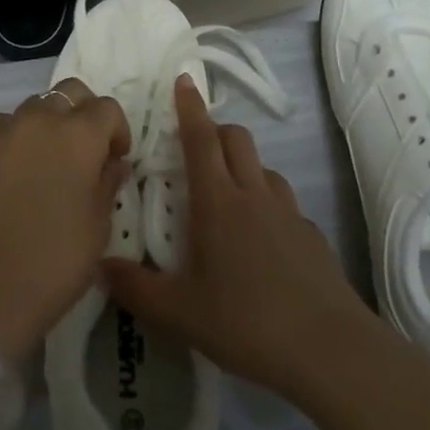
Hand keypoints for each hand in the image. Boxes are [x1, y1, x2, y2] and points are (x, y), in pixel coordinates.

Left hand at [0, 79, 129, 362]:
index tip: (116, 159)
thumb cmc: (57, 261)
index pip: (108, 109)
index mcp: (80, 136)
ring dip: (49, 121)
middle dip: (85, 113)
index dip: (118, 131)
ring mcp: (6, 131)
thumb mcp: (99, 226)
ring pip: (35, 103)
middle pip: (70, 93)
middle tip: (87, 150)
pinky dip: (10, 130)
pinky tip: (13, 156)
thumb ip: (108, 183)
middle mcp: (43, 120)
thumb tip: (112, 163)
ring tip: (50, 157)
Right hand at [102, 75, 377, 400]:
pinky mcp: (311, 235)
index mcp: (218, 202)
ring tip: (228, 196)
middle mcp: (253, 195)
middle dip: (216, 130)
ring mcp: (288, 212)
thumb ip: (136, 289)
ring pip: (264, 168)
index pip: (201, 139)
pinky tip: (262, 241)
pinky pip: (284, 203)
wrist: (329, 349)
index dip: (190, 108)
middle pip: (237, 139)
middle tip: (198, 146)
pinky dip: (267, 203)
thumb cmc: (246, 322)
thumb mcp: (180, 313)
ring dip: (244, 166)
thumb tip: (101, 266)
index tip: (184, 80)